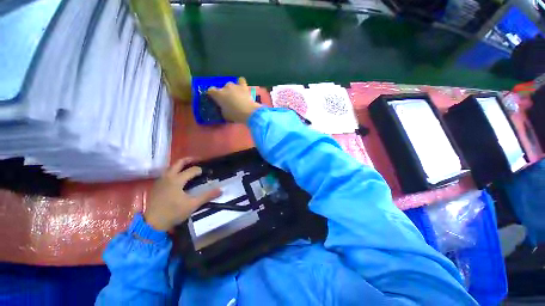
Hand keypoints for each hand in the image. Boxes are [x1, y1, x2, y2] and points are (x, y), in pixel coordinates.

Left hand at [144, 158, 220, 230]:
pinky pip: (166, 173)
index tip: (207, 172)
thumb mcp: (192, 205)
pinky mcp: (156, 186)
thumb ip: (207, 196)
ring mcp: (160, 181)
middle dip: (189, 160)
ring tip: (189, 168)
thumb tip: (221, 190)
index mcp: (177, 180)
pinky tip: (178, 178)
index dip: (200, 170)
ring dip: (181, 165)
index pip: (192, 170)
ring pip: (171, 167)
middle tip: (198, 160)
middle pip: (179, 162)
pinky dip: (174, 171)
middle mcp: (168, 177)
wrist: (152, 224)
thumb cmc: (173, 213)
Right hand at [207, 77, 260, 122]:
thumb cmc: (235, 115)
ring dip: (232, 89)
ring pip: (231, 84)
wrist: (248, 112)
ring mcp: (234, 86)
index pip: (210, 90)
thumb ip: (222, 108)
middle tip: (229, 101)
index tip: (216, 99)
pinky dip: (240, 83)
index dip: (213, 95)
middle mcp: (225, 87)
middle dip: (224, 93)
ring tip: (237, 96)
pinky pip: (241, 81)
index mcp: (218, 94)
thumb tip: (224, 107)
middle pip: (222, 88)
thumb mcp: (224, 114)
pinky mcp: (243, 86)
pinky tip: (242, 88)